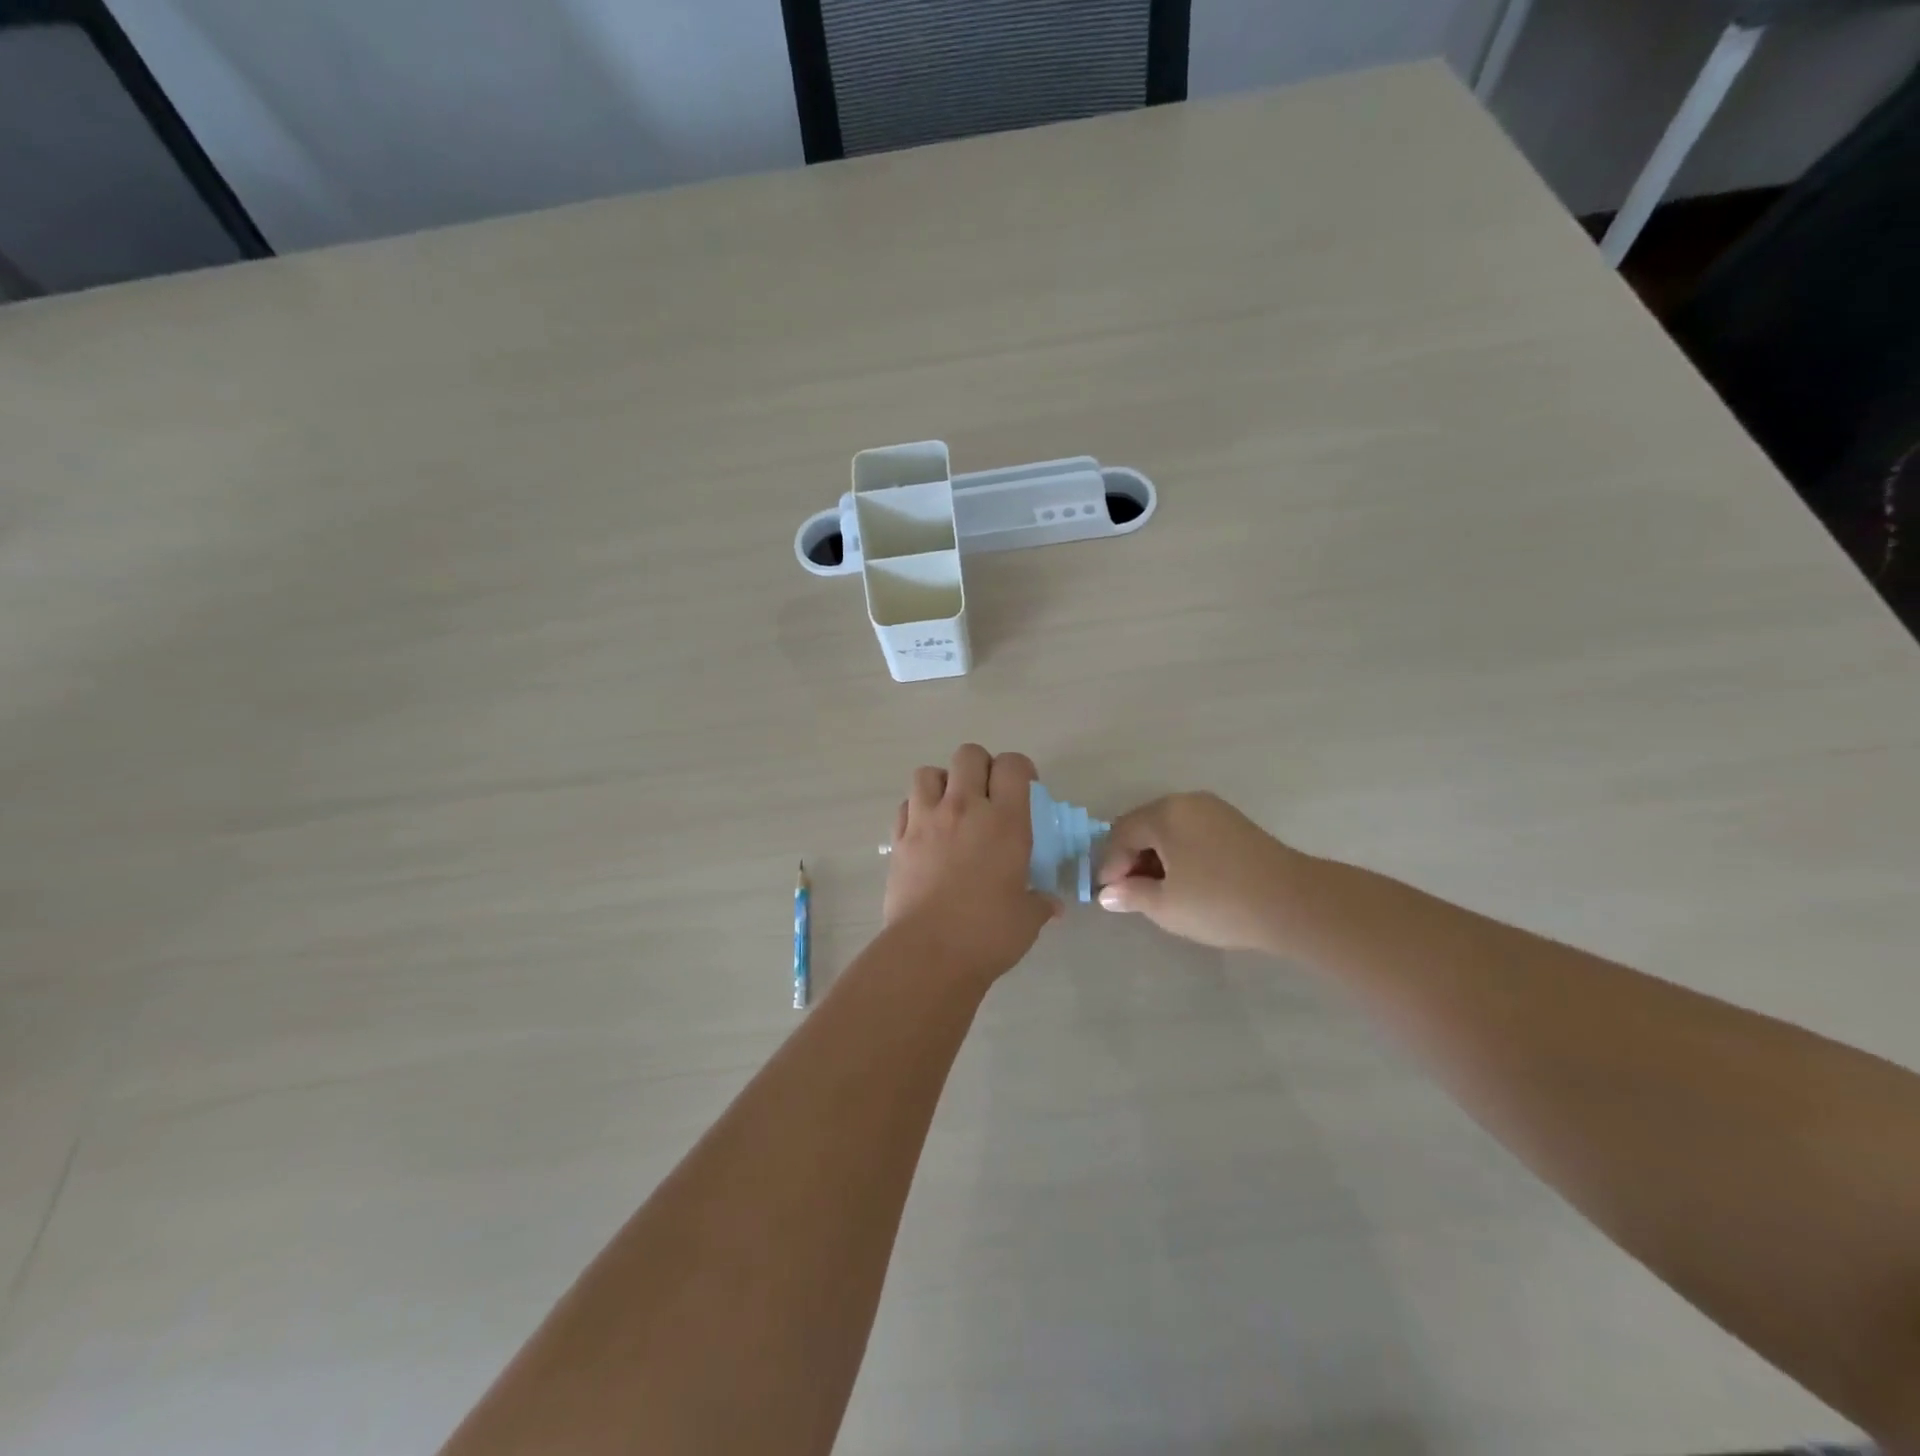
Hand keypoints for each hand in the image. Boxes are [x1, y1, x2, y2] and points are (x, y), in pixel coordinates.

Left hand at [884, 745, 1061, 980]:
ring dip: (942, 783)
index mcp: (1004, 821)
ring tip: (951, 808)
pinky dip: (916, 810)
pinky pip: (906, 805)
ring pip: (928, 772)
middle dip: (980, 767)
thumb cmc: (987, 934)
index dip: (1020, 770)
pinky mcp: (898, 839)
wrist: (928, 953)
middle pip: (969, 755)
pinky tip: (926, 832)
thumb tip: (1051, 904)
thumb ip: (1040, 903)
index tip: (1024, 790)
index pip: (1013, 765)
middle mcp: (964, 808)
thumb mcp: (1027, 918)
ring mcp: (926, 820)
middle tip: (987, 795)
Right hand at [1095, 792, 1304, 952]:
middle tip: (1131, 894)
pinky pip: (1192, 832)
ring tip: (1159, 891)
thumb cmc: (1219, 902)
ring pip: (1169, 829)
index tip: (1110, 897)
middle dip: (1131, 859)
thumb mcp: (1166, 906)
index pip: (1120, 834)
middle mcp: (1186, 802)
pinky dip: (1180, 853)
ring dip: (1156, 857)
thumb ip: (1131, 895)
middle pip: (1144, 826)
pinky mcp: (1235, 824)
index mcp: (1164, 813)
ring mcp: (1214, 810)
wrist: (1295, 903)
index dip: (1110, 866)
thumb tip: (1108, 894)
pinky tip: (1187, 881)